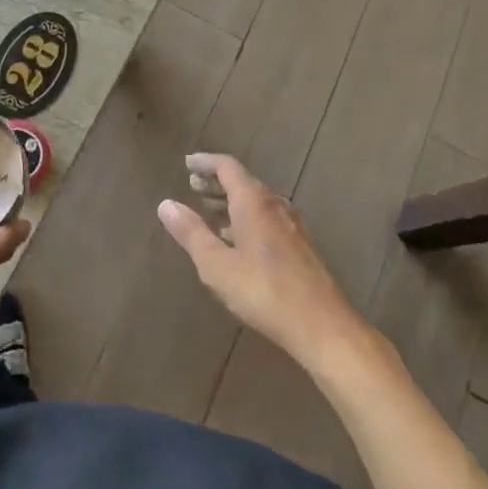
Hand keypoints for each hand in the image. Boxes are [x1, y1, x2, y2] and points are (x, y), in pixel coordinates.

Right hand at [157, 154, 368, 371]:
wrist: (322, 326)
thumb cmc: (263, 292)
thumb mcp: (216, 265)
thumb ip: (191, 233)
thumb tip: (165, 204)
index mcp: (254, 202)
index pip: (227, 167)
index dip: (206, 162)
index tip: (187, 163)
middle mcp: (275, 206)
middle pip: (243, 182)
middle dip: (216, 182)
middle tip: (193, 185)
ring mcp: (292, 226)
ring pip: (256, 202)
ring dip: (231, 201)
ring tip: (210, 211)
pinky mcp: (300, 246)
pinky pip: (267, 218)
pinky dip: (246, 217)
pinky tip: (238, 240)